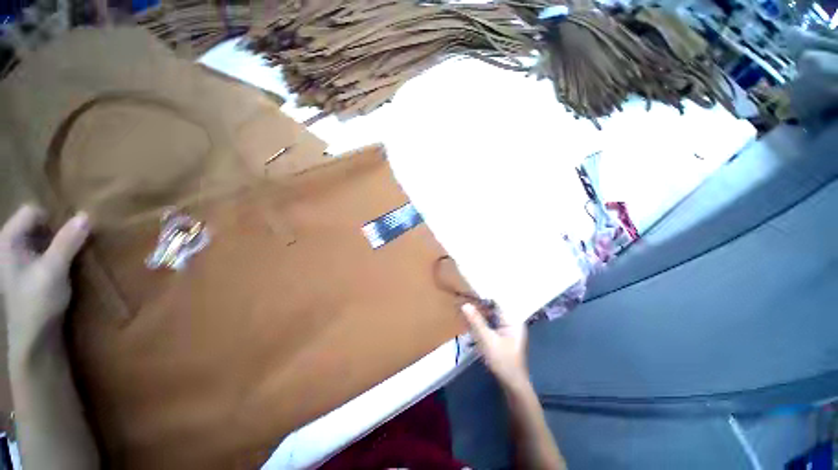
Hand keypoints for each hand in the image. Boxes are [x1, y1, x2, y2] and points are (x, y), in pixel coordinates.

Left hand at [1, 205, 89, 358]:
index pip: (32, 211)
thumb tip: (86, 215)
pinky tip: (64, 264)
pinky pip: (42, 249)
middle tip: (74, 245)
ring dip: (59, 242)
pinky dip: (56, 252)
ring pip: (41, 237)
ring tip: (71, 255)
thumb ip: (67, 242)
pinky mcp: (27, 269)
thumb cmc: (38, 302)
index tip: (71, 233)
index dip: (53, 218)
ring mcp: (17, 258)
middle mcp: (9, 244)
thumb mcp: (54, 270)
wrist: (34, 337)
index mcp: (8, 240)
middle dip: (57, 230)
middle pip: (36, 223)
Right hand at [461, 303, 529, 389]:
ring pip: (490, 316)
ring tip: (465, 309)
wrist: (512, 385)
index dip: (483, 296)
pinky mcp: (502, 336)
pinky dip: (481, 323)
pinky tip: (471, 323)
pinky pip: (490, 324)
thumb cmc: (502, 361)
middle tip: (464, 301)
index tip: (469, 292)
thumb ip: (476, 321)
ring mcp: (507, 329)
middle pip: (493, 308)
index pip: (497, 302)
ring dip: (479, 314)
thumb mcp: (487, 340)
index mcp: (513, 319)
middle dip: (479, 306)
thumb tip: (465, 304)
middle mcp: (511, 321)